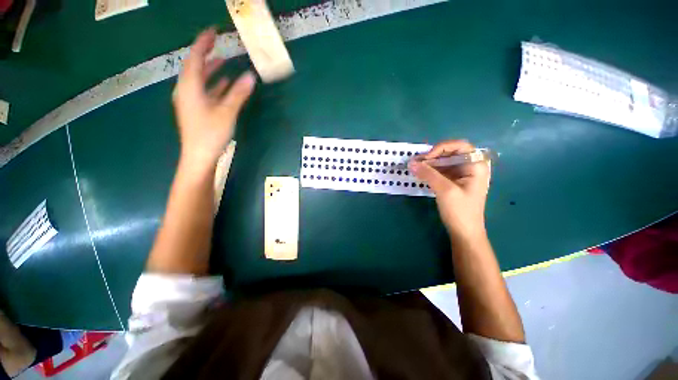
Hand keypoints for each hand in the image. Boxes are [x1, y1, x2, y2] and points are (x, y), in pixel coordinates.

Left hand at [172, 28, 255, 166]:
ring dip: (212, 70)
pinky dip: (214, 85)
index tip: (212, 31)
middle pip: (196, 67)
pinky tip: (224, 84)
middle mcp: (187, 90)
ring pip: (200, 79)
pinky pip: (204, 91)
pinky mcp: (196, 109)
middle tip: (218, 44)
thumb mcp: (227, 112)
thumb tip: (250, 77)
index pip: (196, 58)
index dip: (203, 43)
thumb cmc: (210, 133)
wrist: (199, 156)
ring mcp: (191, 101)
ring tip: (224, 61)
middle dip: (207, 54)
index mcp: (190, 87)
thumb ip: (238, 93)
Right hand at [409, 140, 490, 241]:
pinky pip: (441, 171)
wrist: (464, 232)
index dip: (442, 147)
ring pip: (444, 162)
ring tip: (415, 167)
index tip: (427, 158)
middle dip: (433, 155)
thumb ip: (428, 174)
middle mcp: (470, 167)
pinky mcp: (453, 182)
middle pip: (451, 153)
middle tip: (417, 162)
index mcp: (475, 166)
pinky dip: (430, 171)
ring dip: (430, 163)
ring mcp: (461, 175)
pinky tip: (420, 173)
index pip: (460, 146)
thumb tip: (411, 163)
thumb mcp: (444, 190)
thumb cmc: (460, 211)